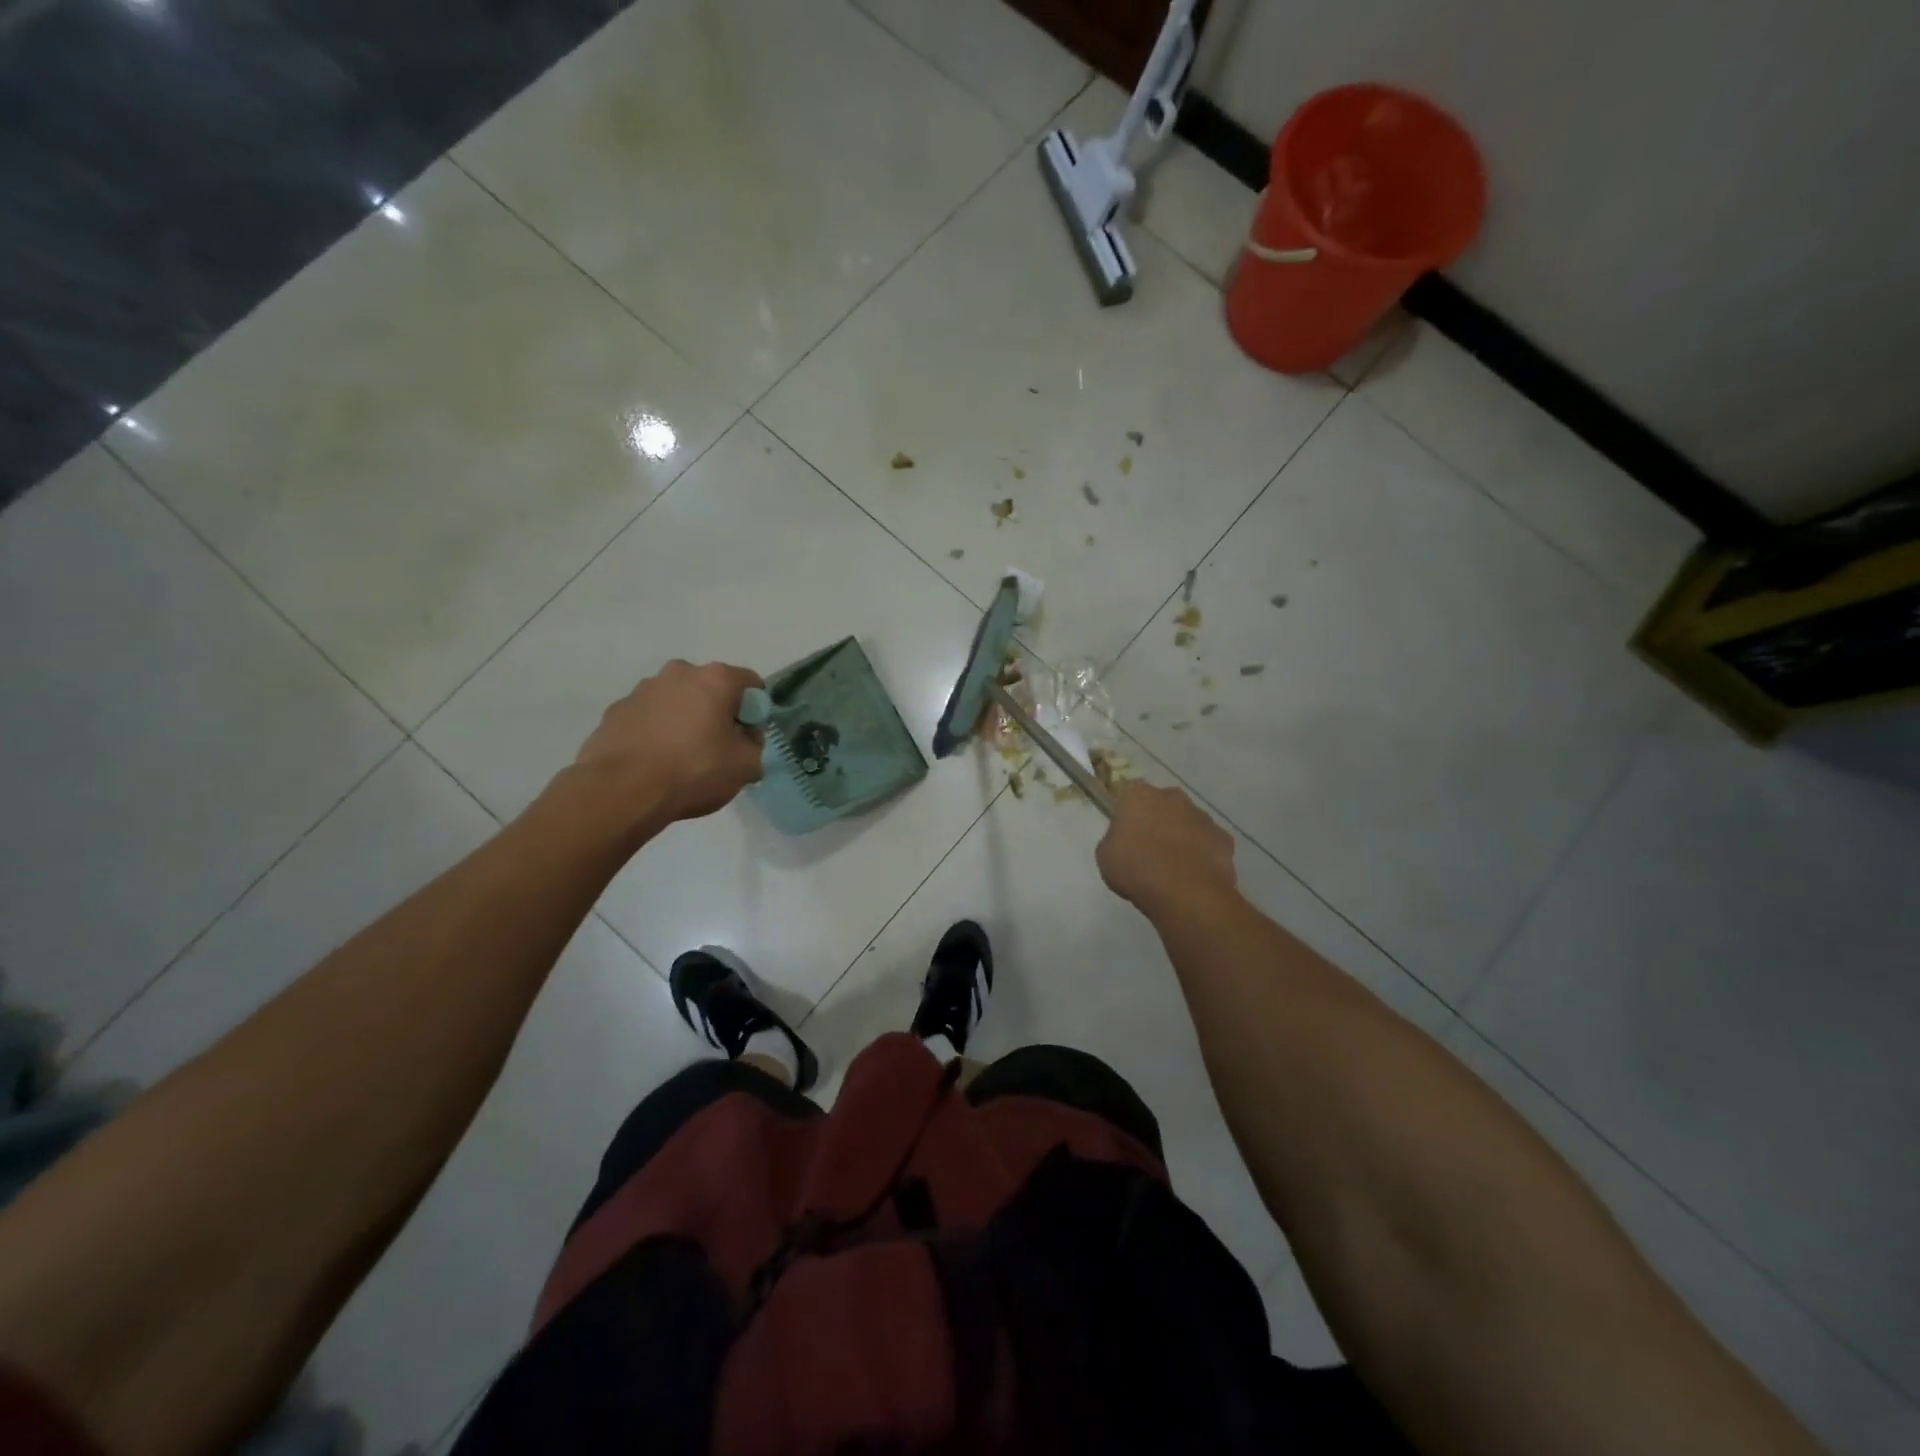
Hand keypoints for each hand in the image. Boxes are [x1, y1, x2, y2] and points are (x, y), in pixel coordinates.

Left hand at [573, 659, 765, 825]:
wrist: (621, 791)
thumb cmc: (693, 771)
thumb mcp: (745, 767)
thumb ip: (754, 746)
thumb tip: (744, 741)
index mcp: (715, 679)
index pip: (751, 684)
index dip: (755, 712)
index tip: (747, 739)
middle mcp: (678, 673)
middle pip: (711, 689)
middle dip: (717, 713)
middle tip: (717, 749)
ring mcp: (642, 690)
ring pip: (677, 701)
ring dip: (685, 721)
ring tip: (681, 759)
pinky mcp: (615, 710)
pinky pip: (648, 717)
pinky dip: (656, 732)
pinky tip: (654, 762)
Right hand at [1096, 782, 1237, 917]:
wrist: (1184, 892)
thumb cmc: (1136, 869)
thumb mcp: (1105, 855)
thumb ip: (1115, 839)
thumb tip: (1124, 840)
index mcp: (1139, 795)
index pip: (1130, 795)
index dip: (1128, 813)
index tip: (1126, 832)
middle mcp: (1172, 797)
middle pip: (1163, 804)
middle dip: (1158, 820)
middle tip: (1149, 848)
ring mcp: (1202, 816)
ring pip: (1188, 822)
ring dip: (1181, 836)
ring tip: (1173, 867)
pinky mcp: (1224, 838)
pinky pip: (1208, 843)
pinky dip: (1202, 854)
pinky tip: (1194, 875)